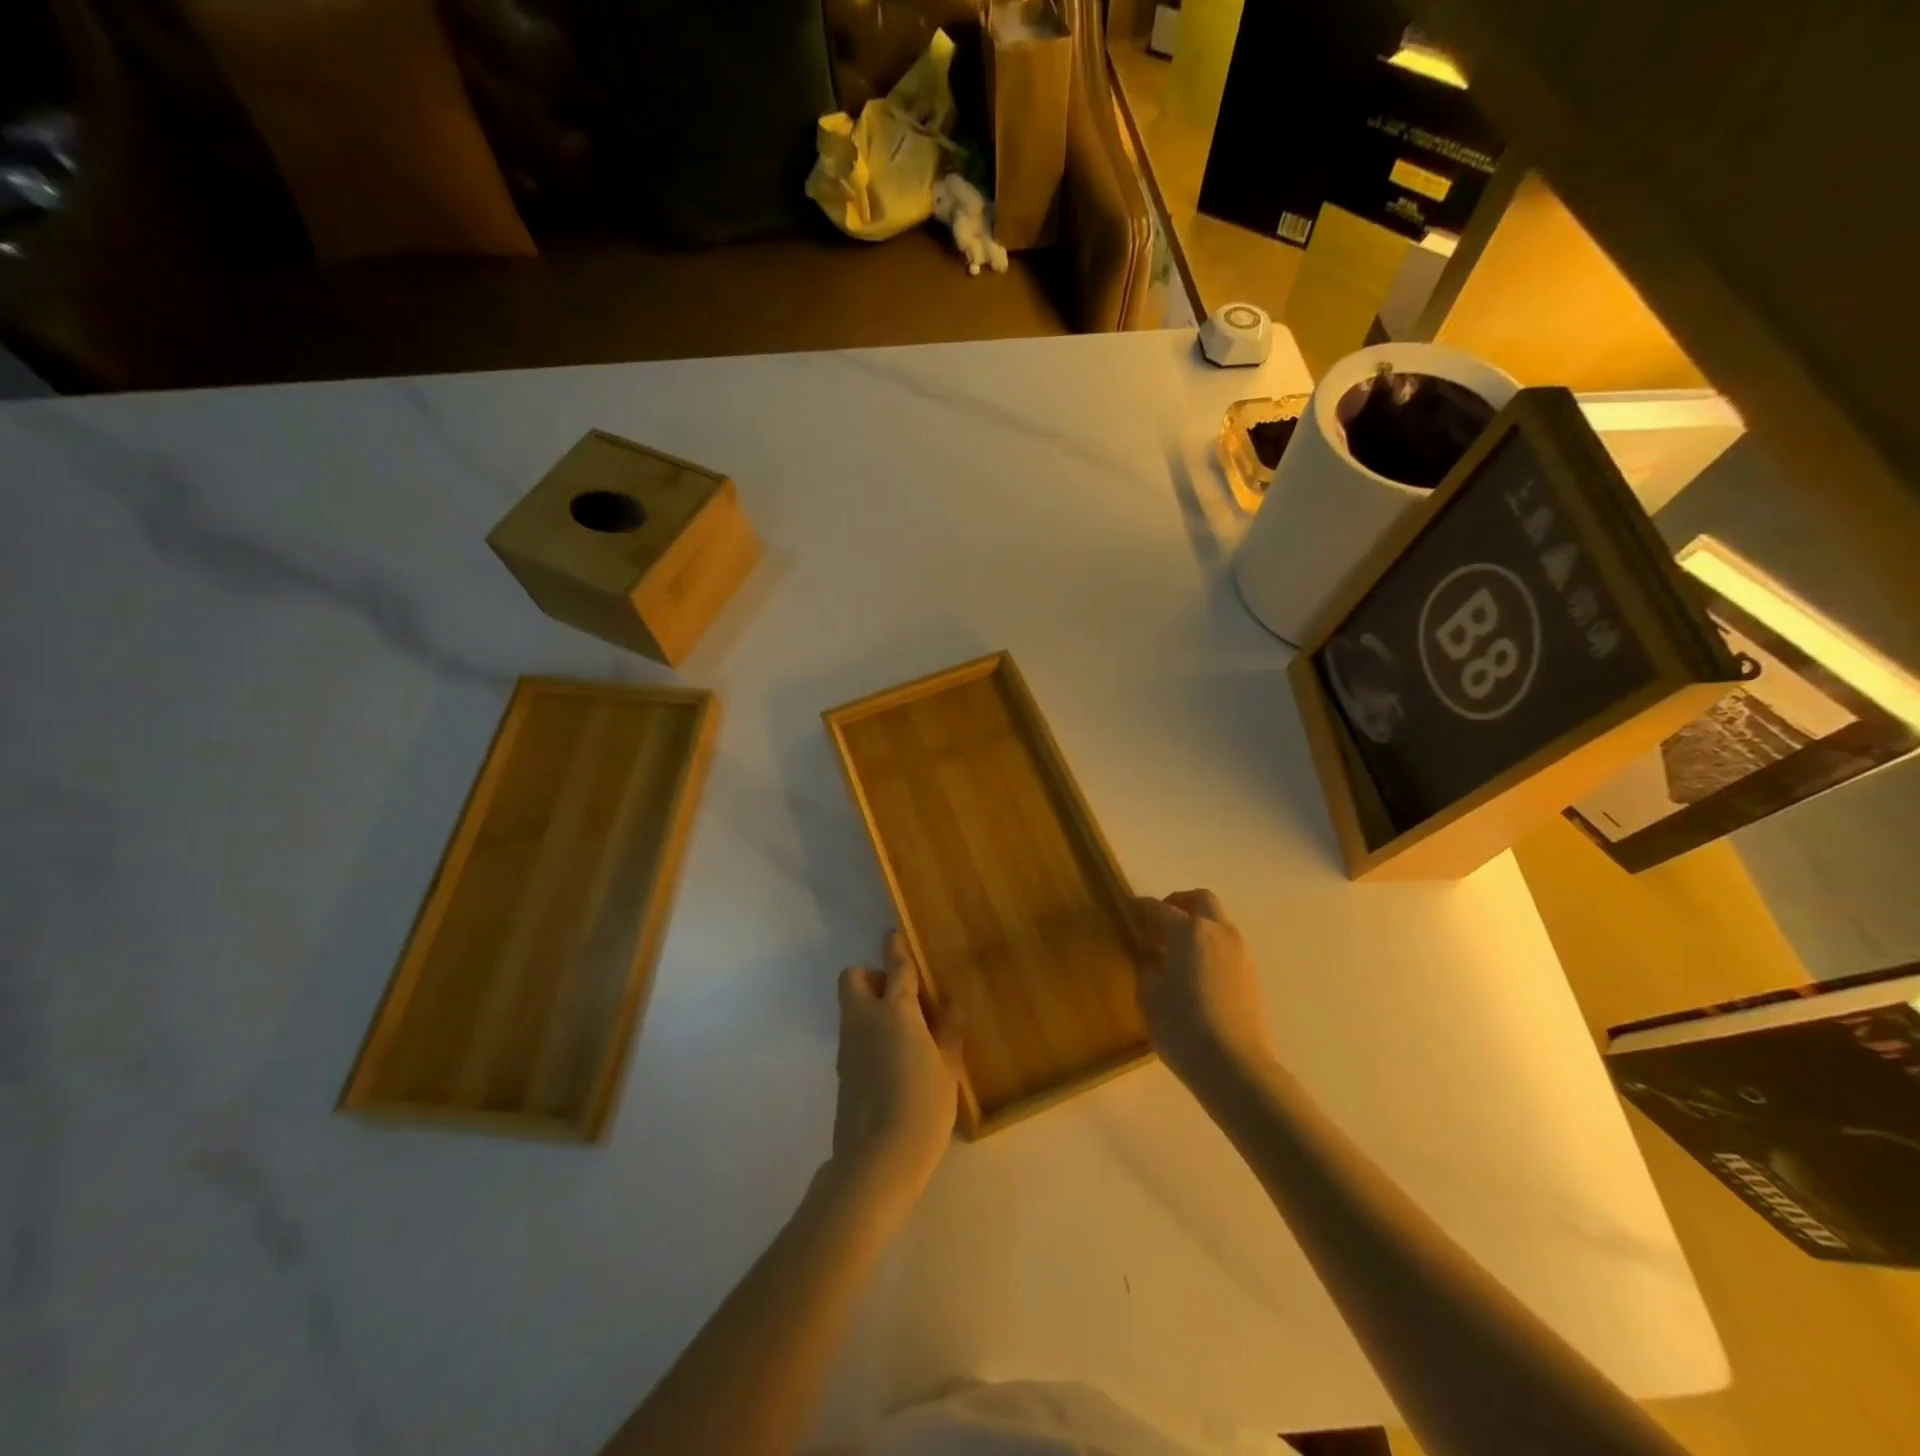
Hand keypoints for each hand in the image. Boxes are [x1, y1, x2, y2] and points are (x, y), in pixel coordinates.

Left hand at [827, 931, 962, 1219]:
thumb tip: (950, 1005)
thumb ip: (948, 1033)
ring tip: (902, 1033)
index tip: (892, 934)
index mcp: (896, 1013)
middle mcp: (865, 1021)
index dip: (895, 949)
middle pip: (852, 979)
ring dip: (868, 1005)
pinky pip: (851, 1036)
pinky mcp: (841, 1072)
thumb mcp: (947, 1070)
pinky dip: (866, 1034)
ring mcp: (847, 1047)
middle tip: (899, 997)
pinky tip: (890, 1062)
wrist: (875, 1161)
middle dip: (870, 976)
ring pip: (850, 1008)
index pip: (896, 970)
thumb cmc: (922, 1109)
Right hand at [1132, 890, 1274, 1090]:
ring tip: (1176, 949)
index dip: (1142, 907)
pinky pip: (1226, 946)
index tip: (1129, 908)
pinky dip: (1209, 946)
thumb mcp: (1148, 993)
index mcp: (1189, 930)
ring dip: (1197, 925)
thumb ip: (1148, 966)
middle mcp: (1218, 931)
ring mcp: (1239, 952)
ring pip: (1217, 922)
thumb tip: (1153, 957)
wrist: (1233, 1065)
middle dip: (1179, 902)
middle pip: (1200, 900)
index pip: (1159, 908)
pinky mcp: (1250, 975)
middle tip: (1159, 920)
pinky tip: (1194, 971)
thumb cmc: (1180, 1024)